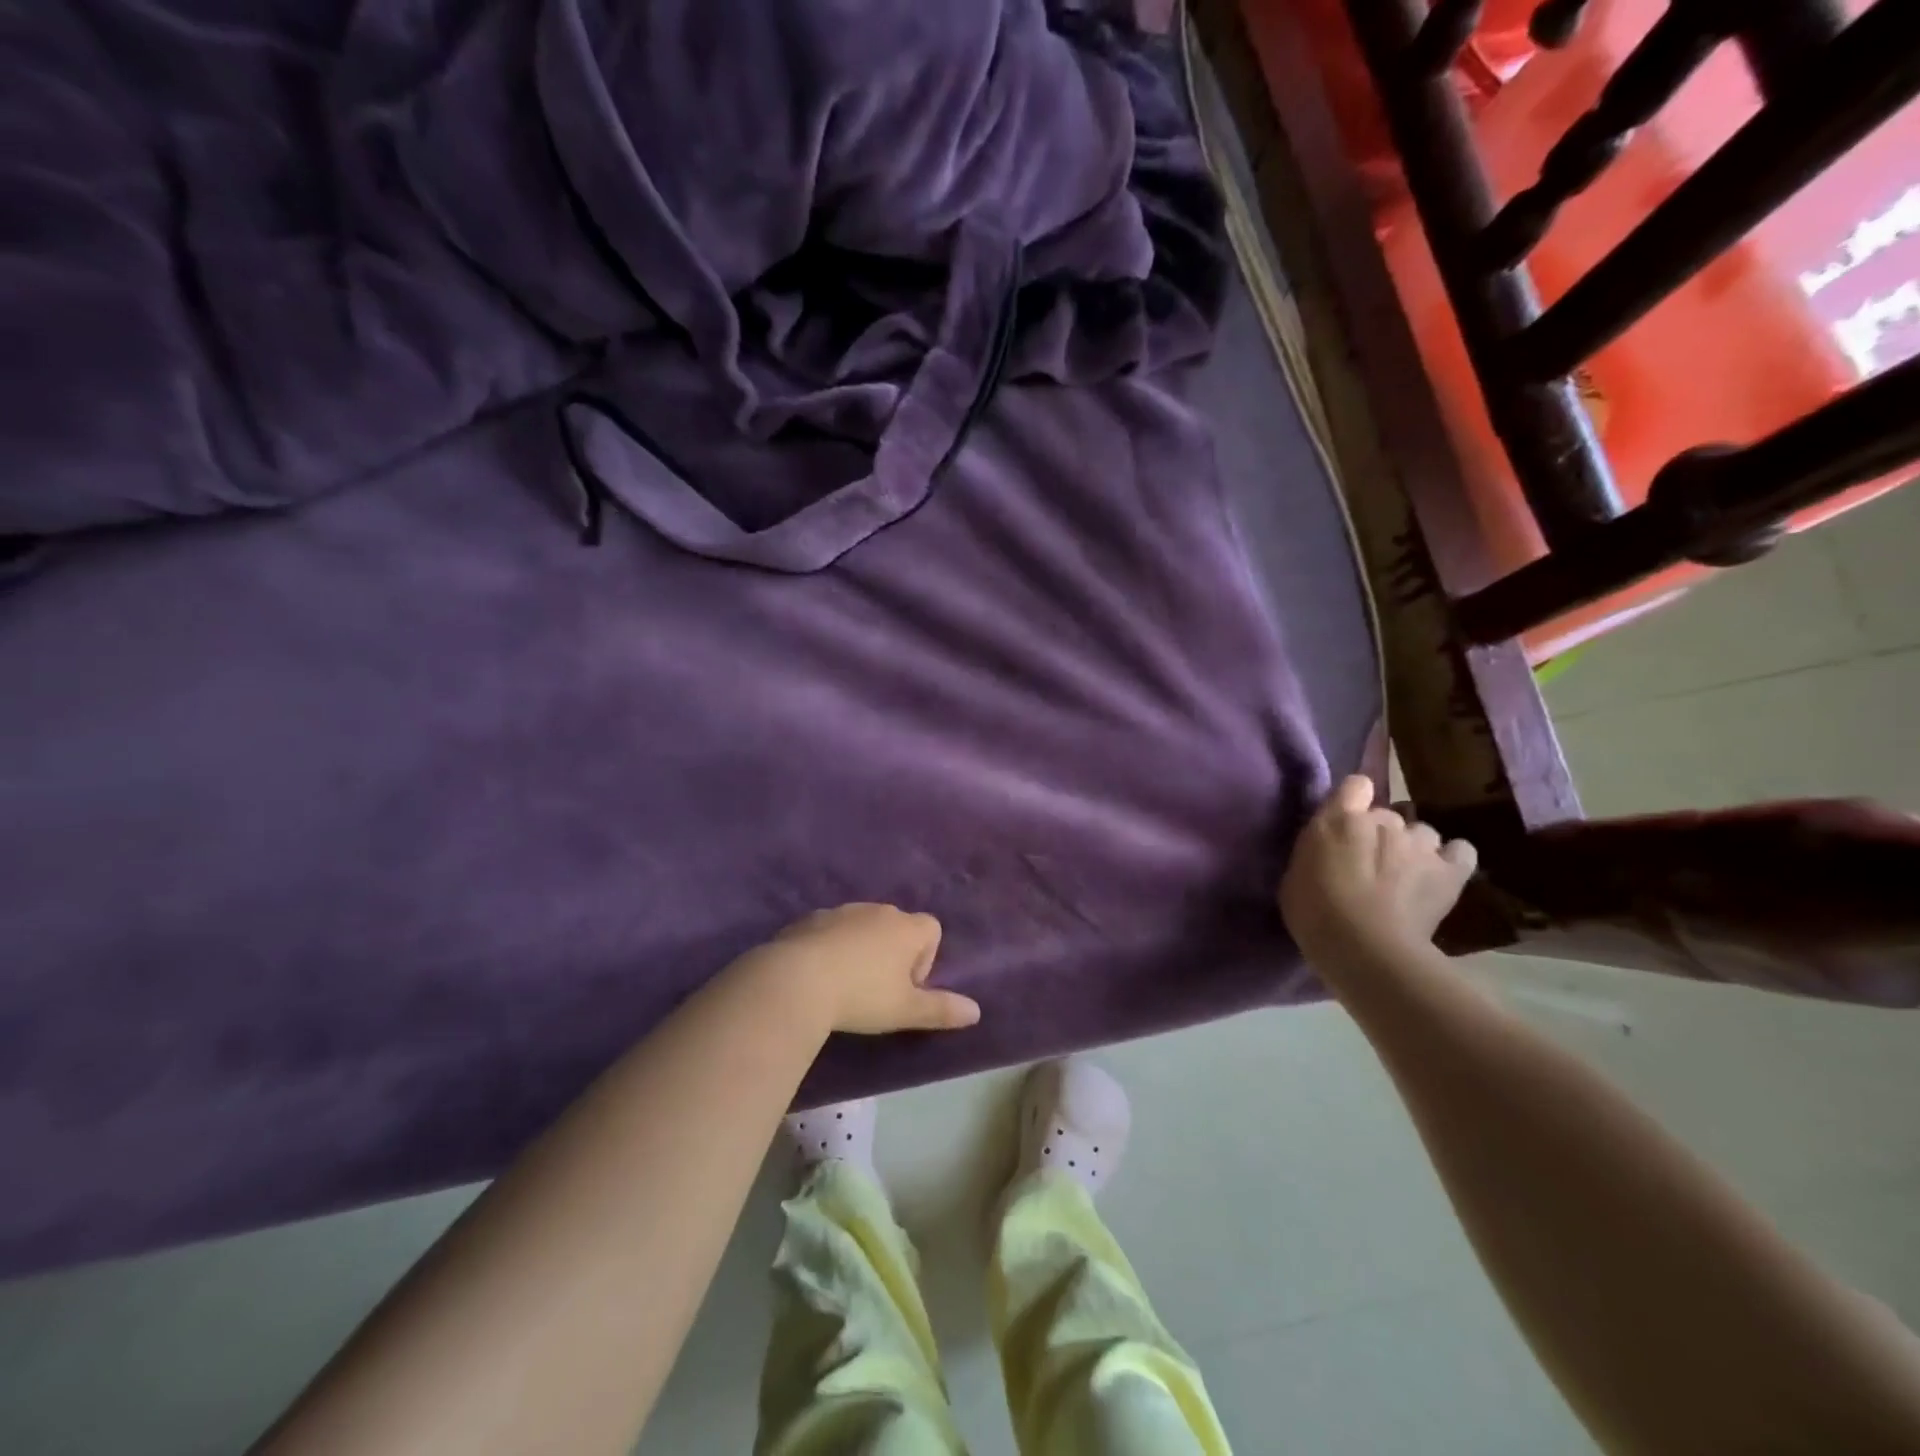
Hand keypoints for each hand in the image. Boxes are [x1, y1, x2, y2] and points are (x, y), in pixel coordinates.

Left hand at [736, 904, 981, 1035]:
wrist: (796, 980)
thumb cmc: (862, 995)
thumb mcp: (905, 1010)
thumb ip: (941, 1009)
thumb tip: (976, 1011)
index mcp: (906, 928)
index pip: (932, 930)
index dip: (925, 959)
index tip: (906, 988)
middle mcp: (878, 911)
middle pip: (897, 926)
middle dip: (892, 954)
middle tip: (877, 991)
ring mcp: (842, 911)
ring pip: (862, 927)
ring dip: (861, 949)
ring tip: (845, 985)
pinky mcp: (810, 919)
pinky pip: (830, 931)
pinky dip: (830, 947)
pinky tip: (817, 976)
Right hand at [1280, 775, 1476, 964]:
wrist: (1364, 948)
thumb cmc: (1314, 913)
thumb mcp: (1295, 873)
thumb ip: (1316, 850)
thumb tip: (1329, 848)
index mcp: (1340, 818)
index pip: (1356, 784)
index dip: (1353, 800)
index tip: (1346, 822)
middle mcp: (1384, 821)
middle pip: (1388, 814)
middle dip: (1380, 833)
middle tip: (1369, 863)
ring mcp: (1420, 843)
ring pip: (1422, 832)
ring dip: (1413, 847)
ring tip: (1405, 874)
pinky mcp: (1450, 871)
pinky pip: (1461, 852)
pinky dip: (1451, 860)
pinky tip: (1439, 874)